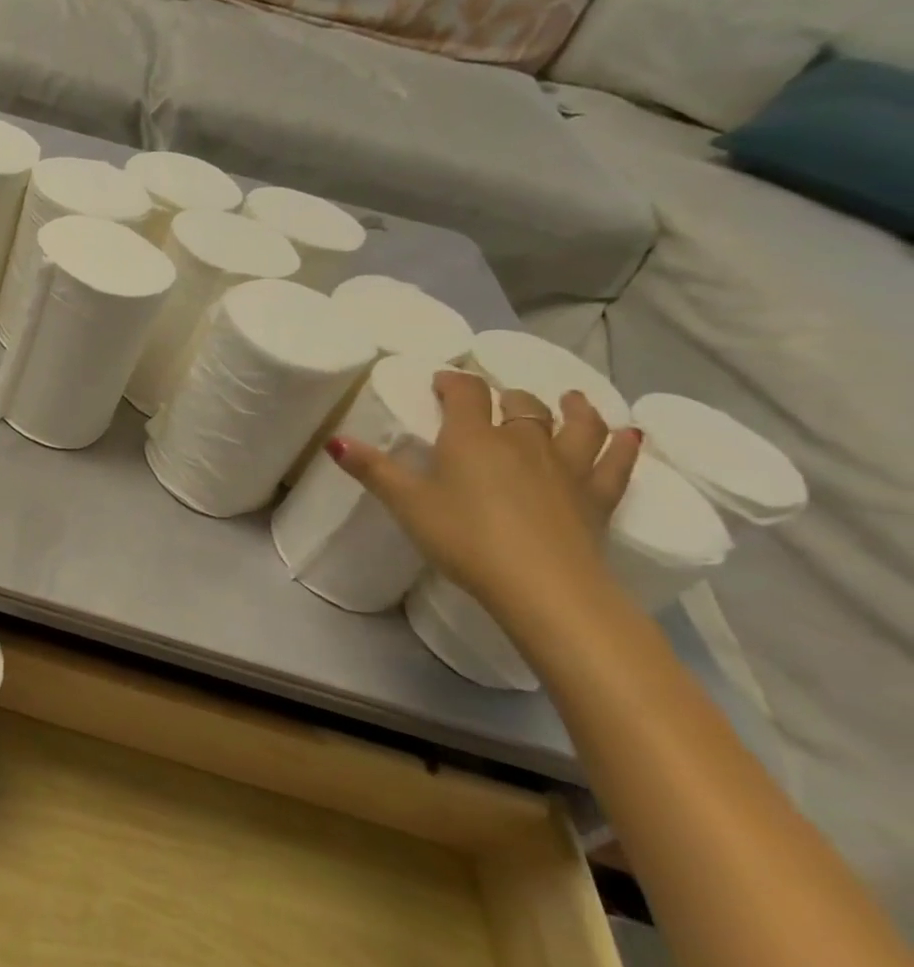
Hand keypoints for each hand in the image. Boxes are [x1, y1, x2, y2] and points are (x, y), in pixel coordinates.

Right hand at [329, 370, 641, 618]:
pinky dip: (625, 445)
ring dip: (571, 407)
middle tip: (495, 398)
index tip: (442, 381)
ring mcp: (566, 467)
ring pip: (573, 425)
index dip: (453, 381)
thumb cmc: (464, 539)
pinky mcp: (598, 496)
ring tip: (570, 398)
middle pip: (519, 405)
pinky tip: (632, 434)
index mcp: (471, 438)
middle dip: (505, 396)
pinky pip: (616, 463)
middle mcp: (522, 441)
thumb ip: (372, 470)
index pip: (465, 393)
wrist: (542, 585)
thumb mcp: (407, 504)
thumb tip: (334, 440)